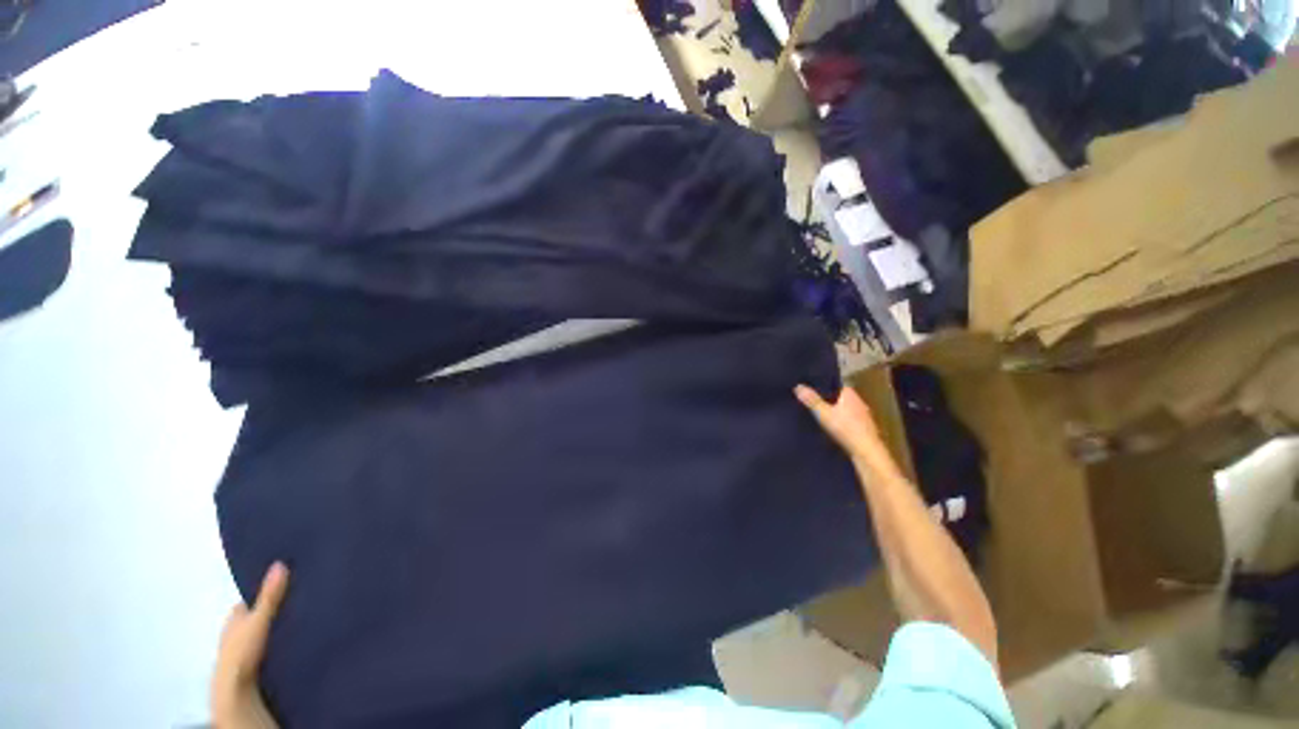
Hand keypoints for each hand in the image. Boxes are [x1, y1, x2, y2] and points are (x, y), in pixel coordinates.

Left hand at [212, 562, 288, 728]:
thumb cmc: (241, 650)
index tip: (287, 583)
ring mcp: (242, 649)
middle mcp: (235, 631)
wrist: (236, 690)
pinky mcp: (252, 663)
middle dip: (273, 609)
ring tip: (303, 618)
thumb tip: (280, 562)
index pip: (249, 600)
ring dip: (276, 626)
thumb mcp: (258, 619)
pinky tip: (294, 640)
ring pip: (262, 631)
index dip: (264, 592)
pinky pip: (267, 645)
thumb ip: (269, 595)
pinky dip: (277, 641)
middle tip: (300, 600)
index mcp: (233, 618)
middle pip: (256, 615)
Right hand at [794, 385, 895, 472]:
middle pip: (839, 397)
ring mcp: (863, 415)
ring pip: (845, 409)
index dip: (823, 385)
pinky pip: (849, 420)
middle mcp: (858, 401)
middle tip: (811, 401)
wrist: (867, 451)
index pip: (834, 384)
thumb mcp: (823, 414)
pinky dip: (841, 421)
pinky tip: (833, 427)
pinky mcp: (865, 428)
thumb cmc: (845, 428)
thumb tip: (798, 386)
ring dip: (835, 411)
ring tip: (819, 413)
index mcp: (849, 394)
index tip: (810, 388)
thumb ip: (811, 400)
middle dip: (828, 399)